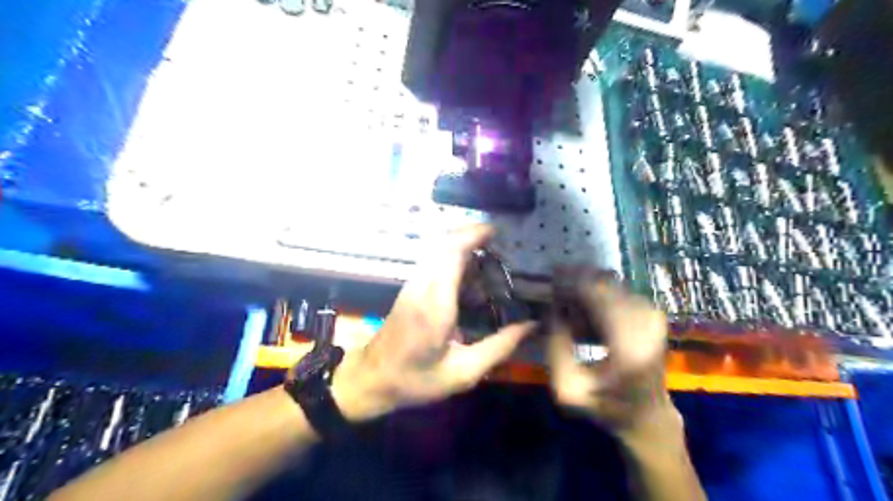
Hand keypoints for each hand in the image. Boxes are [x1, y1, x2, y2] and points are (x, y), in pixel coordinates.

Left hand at [331, 226, 533, 422]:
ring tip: (490, 261)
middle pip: (444, 243)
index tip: (496, 231)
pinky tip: (470, 279)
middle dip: (472, 236)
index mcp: (436, 303)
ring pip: (437, 250)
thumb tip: (532, 325)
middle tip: (500, 246)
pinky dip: (454, 259)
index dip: (474, 235)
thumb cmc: (416, 379)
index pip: (452, 253)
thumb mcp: (464, 372)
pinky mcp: (410, 288)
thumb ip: (500, 347)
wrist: (371, 380)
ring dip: (463, 247)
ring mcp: (413, 284)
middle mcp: (422, 286)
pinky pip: (433, 262)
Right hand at [544, 275, 676, 435]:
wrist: (647, 416)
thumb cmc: (604, 406)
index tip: (550, 278)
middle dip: (578, 283)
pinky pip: (620, 293)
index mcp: (627, 347)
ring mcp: (653, 318)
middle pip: (605, 285)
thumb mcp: (566, 388)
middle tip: (556, 290)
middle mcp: (646, 325)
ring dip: (588, 291)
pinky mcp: (653, 316)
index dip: (571, 283)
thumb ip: (554, 348)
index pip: (597, 296)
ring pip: (612, 286)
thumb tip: (551, 309)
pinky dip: (600, 298)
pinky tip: (588, 316)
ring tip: (571, 309)